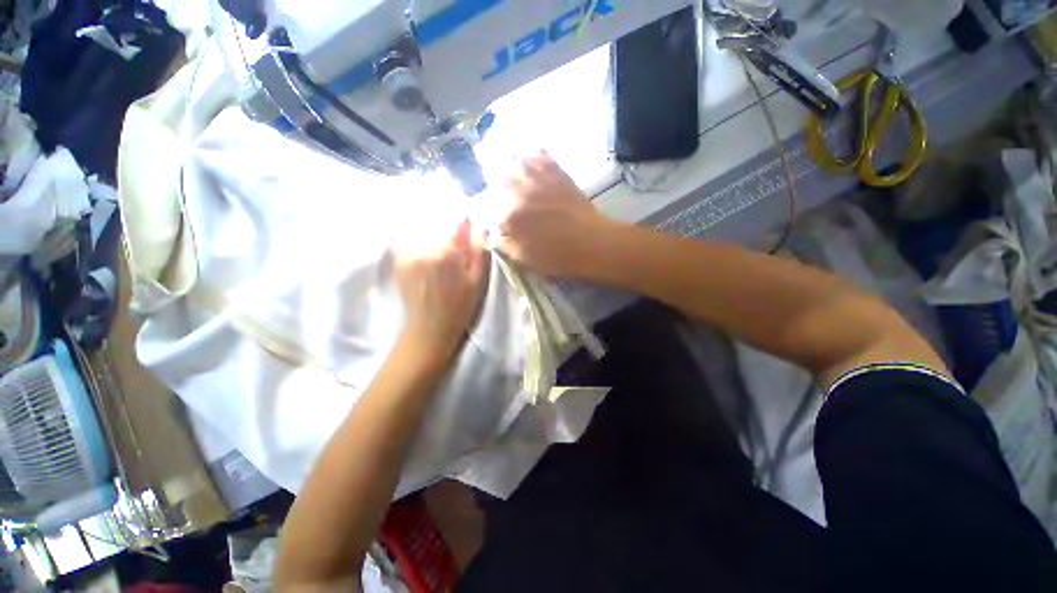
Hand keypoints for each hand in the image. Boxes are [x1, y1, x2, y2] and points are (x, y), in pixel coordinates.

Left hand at [392, 218, 487, 360]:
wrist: (429, 328)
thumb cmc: (460, 306)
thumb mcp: (478, 280)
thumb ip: (479, 249)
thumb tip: (479, 225)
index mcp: (445, 250)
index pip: (454, 220)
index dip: (463, 224)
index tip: (468, 232)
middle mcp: (422, 246)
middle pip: (436, 222)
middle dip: (447, 227)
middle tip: (456, 241)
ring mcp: (406, 252)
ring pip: (421, 228)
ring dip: (431, 230)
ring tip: (437, 247)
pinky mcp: (397, 259)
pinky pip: (406, 238)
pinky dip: (415, 237)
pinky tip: (425, 250)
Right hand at [492, 152, 617, 276]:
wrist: (592, 243)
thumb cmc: (557, 256)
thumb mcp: (524, 258)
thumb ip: (502, 244)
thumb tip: (489, 233)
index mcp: (508, 214)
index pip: (484, 205)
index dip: (482, 209)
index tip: (486, 216)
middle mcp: (519, 191)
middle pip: (496, 180)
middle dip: (493, 187)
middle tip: (497, 197)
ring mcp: (539, 179)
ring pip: (515, 163)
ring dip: (508, 168)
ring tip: (510, 176)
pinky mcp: (557, 173)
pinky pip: (541, 156)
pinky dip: (532, 156)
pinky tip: (530, 159)